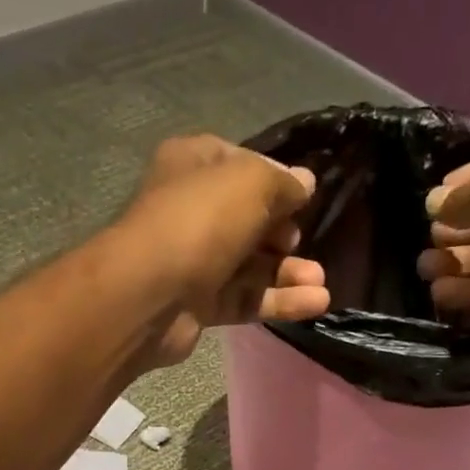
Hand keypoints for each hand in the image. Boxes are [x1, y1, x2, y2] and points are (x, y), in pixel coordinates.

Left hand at [118, 135, 329, 368]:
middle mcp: (192, 210)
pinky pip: (245, 299)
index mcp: (193, 165)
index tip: (303, 196)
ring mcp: (194, 261)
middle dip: (283, 233)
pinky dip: (278, 301)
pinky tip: (314, 303)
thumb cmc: (199, 223)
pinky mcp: (199, 304)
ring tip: (320, 282)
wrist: (149, 295)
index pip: (241, 164)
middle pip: (249, 220)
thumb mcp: (250, 183)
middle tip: (301, 241)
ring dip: (288, 272)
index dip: (275, 179)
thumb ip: (283, 183)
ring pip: (250, 264)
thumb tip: (305, 184)